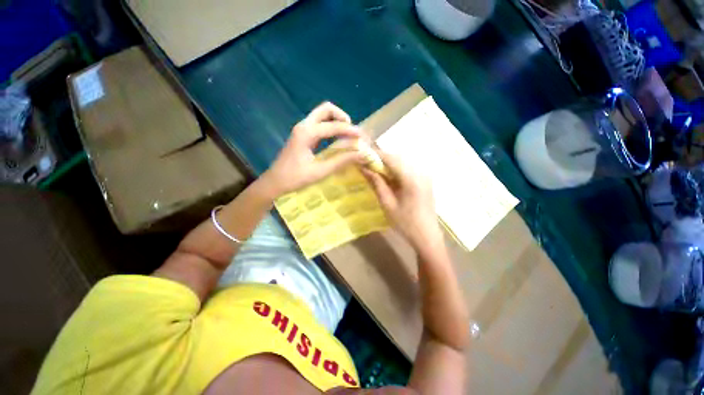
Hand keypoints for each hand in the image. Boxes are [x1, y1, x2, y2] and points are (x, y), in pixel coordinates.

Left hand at [261, 102, 364, 197]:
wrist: (275, 182)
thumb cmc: (295, 178)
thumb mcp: (321, 171)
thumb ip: (341, 161)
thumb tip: (361, 154)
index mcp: (307, 133)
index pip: (334, 126)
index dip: (350, 131)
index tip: (363, 137)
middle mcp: (304, 125)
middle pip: (326, 109)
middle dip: (342, 117)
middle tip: (352, 131)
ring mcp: (302, 129)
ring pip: (322, 114)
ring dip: (336, 120)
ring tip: (347, 134)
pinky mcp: (302, 134)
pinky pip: (319, 123)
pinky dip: (330, 126)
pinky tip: (336, 138)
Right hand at [361, 150, 442, 250]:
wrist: (427, 237)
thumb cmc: (405, 223)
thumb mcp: (387, 203)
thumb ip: (376, 183)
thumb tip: (364, 168)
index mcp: (411, 178)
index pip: (391, 158)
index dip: (375, 155)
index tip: (362, 157)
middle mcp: (420, 172)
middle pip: (398, 158)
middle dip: (381, 159)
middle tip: (366, 165)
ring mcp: (425, 176)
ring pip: (403, 162)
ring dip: (388, 164)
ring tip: (375, 171)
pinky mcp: (425, 181)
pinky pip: (408, 169)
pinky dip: (396, 170)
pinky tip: (389, 178)